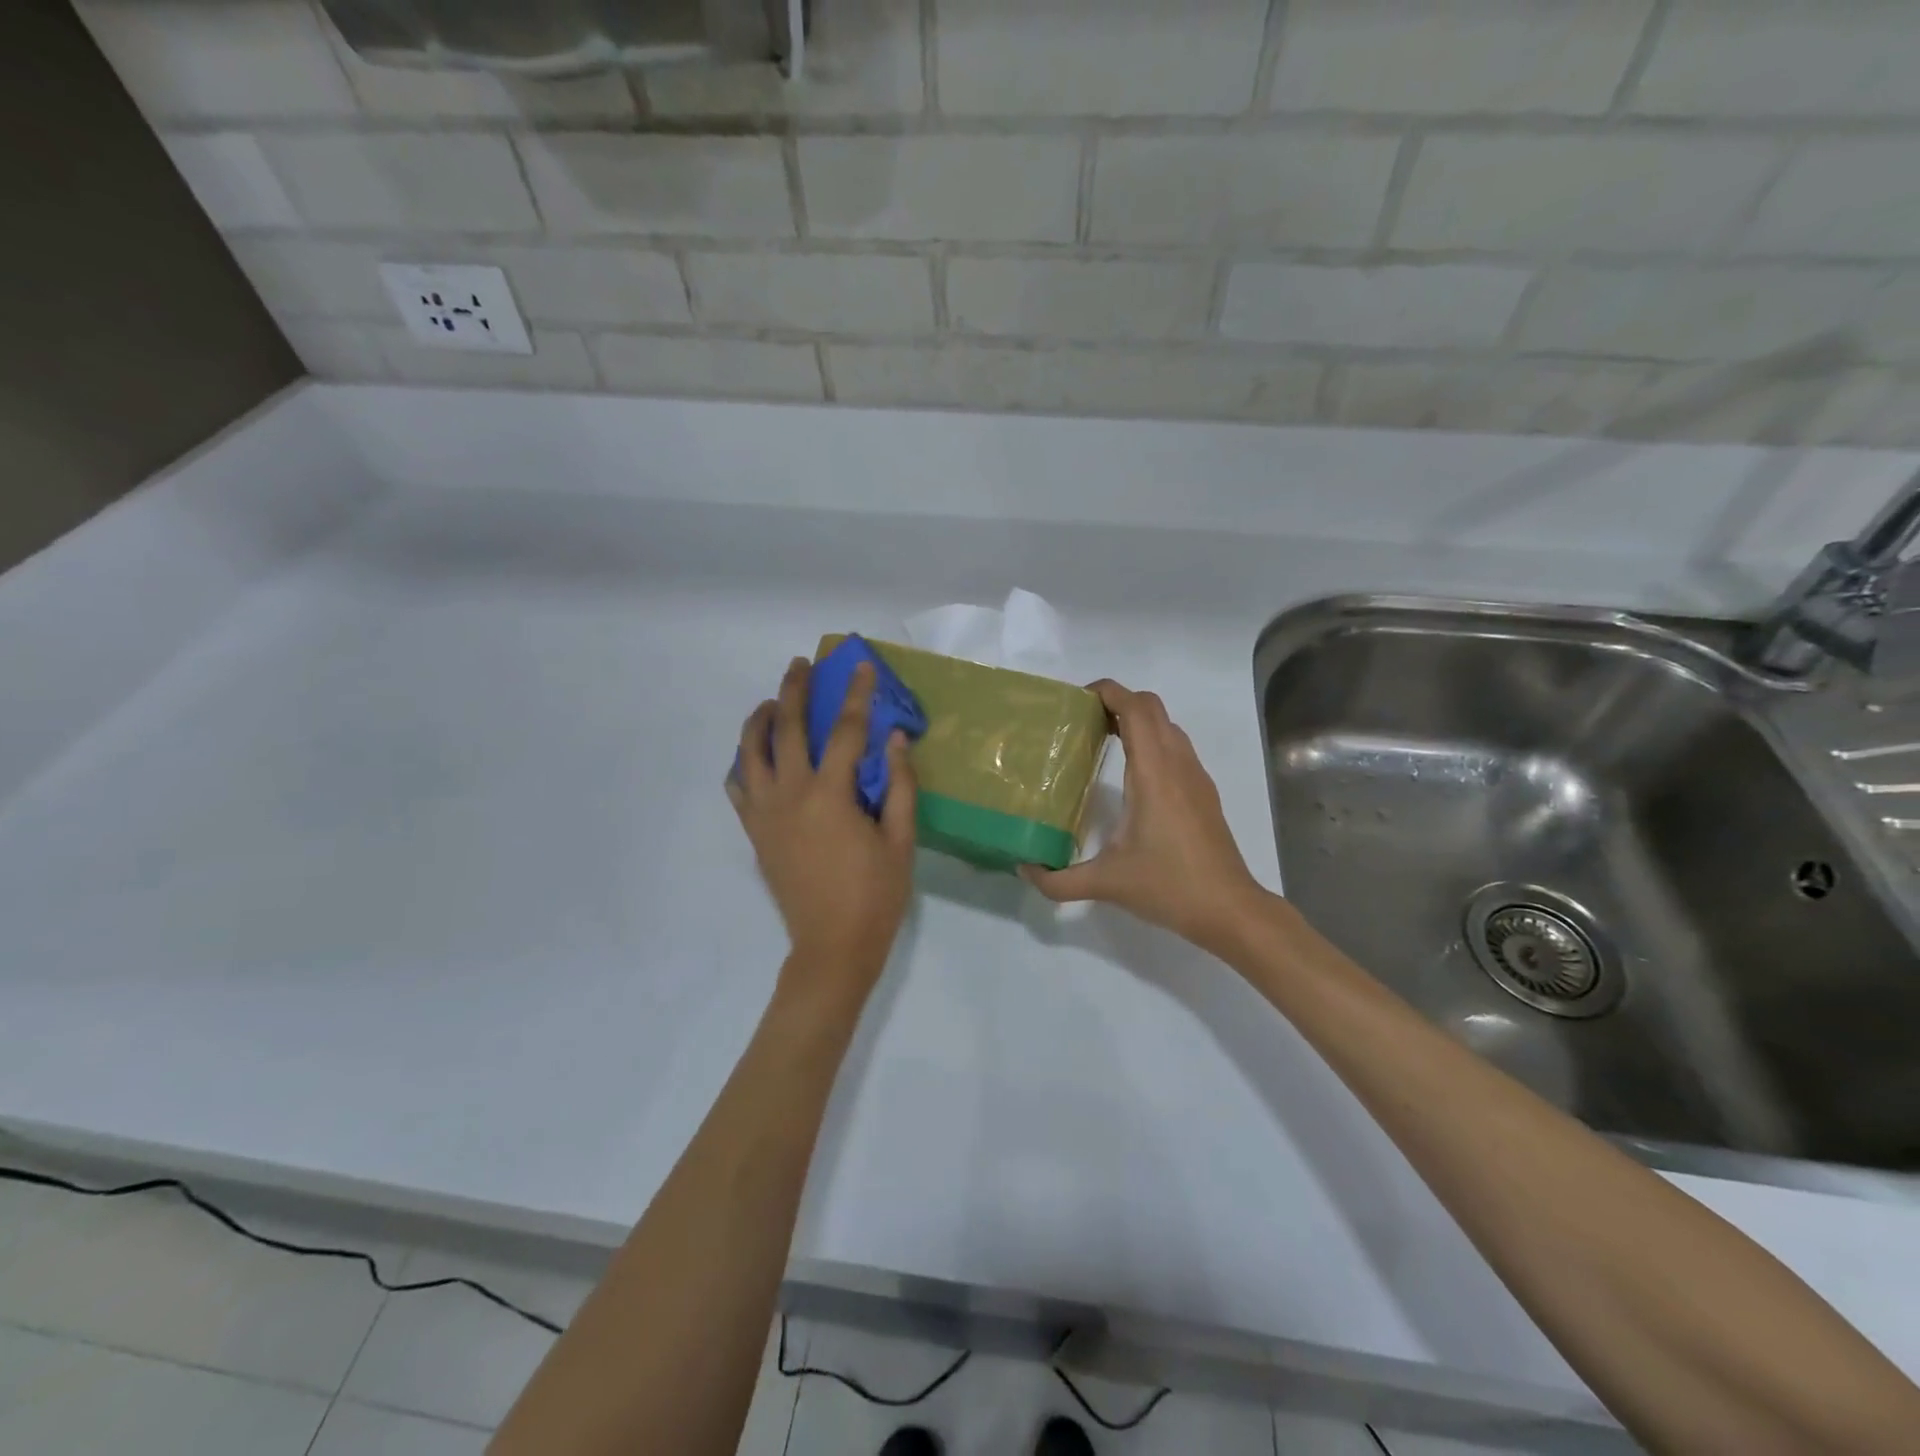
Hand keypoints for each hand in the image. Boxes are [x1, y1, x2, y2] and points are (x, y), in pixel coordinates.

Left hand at [729, 657, 917, 997]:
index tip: (860, 667)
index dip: (856, 695)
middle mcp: (790, 795)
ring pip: (751, 753)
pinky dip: (743, 765)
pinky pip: (739, 789)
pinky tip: (753, 757)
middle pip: (787, 728)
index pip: (845, 730)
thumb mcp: (901, 840)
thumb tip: (895, 738)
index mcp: (830, 795)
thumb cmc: (875, 895)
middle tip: (800, 664)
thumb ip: (899, 785)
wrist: (832, 947)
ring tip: (770, 702)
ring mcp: (766, 814)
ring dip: (759, 720)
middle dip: (794, 689)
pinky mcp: (755, 833)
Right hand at [1021, 680, 1268, 955]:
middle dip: (1118, 701)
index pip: (1135, 709)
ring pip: (1167, 725)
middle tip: (1084, 720)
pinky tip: (1131, 773)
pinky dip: (1152, 740)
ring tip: (1103, 739)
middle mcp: (1178, 764)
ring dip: (1137, 719)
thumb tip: (1025, 869)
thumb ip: (1058, 880)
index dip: (1108, 691)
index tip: (1077, 699)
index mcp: (1154, 773)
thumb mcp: (1105, 884)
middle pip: (1152, 707)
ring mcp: (1196, 776)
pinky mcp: (1204, 792)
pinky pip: (1176, 747)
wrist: (1228, 909)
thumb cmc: (1168, 886)